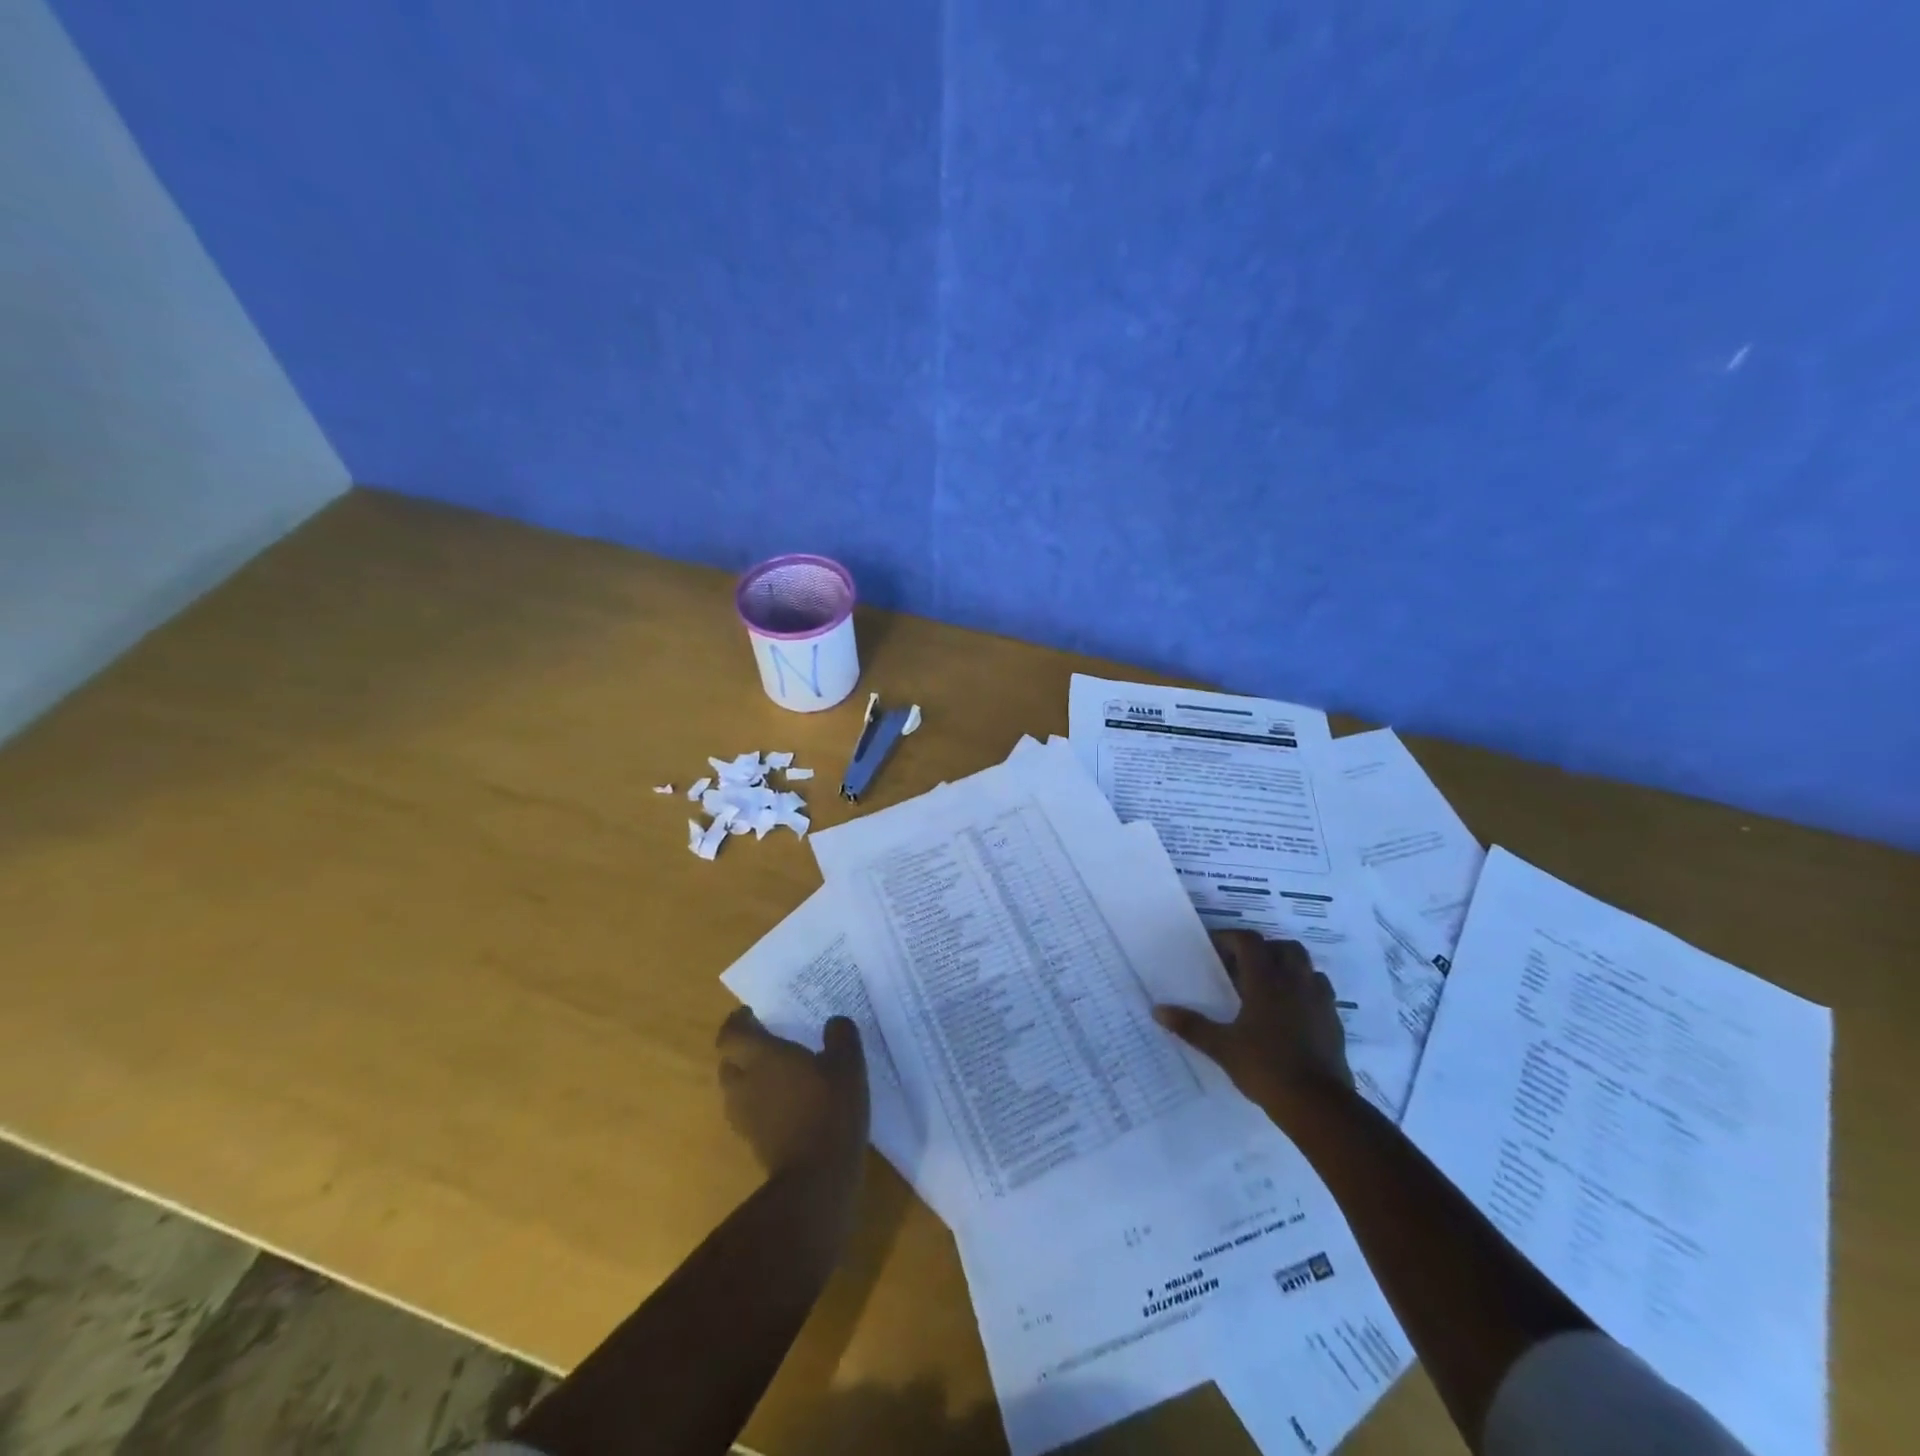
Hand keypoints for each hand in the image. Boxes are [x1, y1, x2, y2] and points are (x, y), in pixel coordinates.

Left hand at [716, 1008, 869, 1176]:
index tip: (752, 1014)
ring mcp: (745, 1117)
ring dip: (749, 1079)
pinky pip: (748, 1113)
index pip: (730, 1033)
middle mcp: (744, 1084)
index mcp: (761, 1057)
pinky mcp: (753, 1143)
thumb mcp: (847, 1064)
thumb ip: (841, 1036)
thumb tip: (835, 1022)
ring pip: (736, 1090)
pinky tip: (787, 1105)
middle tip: (767, 1043)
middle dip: (742, 1051)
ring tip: (778, 1074)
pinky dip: (760, 1104)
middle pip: (728, 1062)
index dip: (737, 1022)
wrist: (816, 1177)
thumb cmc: (829, 1109)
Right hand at [1153, 931, 1352, 1123]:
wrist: (1318, 1104)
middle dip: (1262, 950)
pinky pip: (1320, 991)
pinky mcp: (1333, 1021)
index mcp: (1266, 981)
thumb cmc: (1265, 1068)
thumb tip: (1157, 1010)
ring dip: (1287, 967)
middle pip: (1283, 947)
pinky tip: (1290, 1012)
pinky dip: (1304, 991)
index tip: (1213, 948)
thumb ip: (1190, 1026)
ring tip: (1267, 987)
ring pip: (1306, 966)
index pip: (1249, 941)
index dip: (1229, 938)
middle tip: (1242, 967)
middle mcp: (1295, 982)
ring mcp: (1319, 1000)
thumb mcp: (1221, 1047)